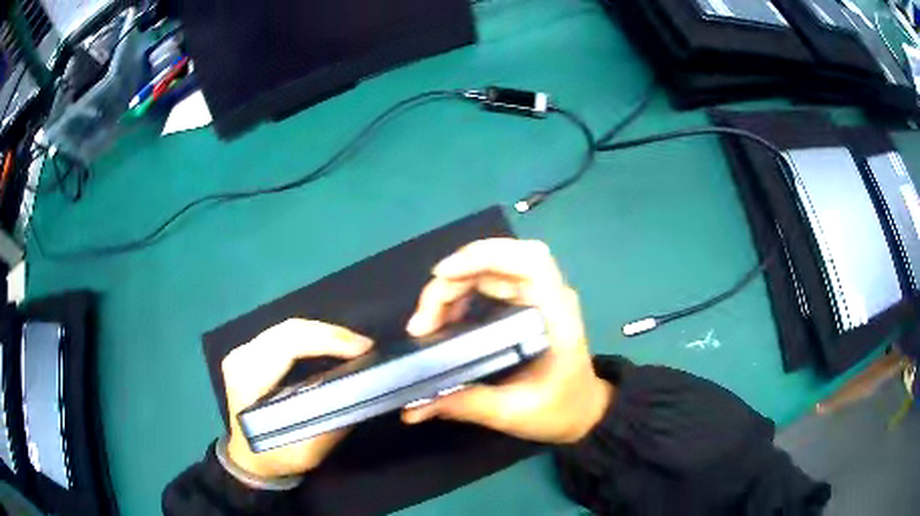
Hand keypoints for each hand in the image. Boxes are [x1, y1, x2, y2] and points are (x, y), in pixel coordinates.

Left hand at [222, 319, 372, 477]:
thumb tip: (358, 389)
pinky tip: (331, 346)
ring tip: (353, 345)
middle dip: (331, 333)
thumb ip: (330, 422)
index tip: (363, 347)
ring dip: (323, 333)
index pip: (288, 345)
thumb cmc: (276, 456)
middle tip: (364, 344)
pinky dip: (312, 337)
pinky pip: (285, 334)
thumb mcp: (306, 452)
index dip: (327, 340)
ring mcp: (243, 351)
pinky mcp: (249, 350)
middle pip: (289, 330)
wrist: (248, 457)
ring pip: (288, 328)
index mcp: (248, 381)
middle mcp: (242, 358)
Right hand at [402, 238, 613, 443]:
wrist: (583, 411)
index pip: (530, 261)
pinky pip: (491, 280)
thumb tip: (413, 407)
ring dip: (455, 284)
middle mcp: (549, 296)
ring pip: (492, 267)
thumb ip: (466, 405)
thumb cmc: (560, 410)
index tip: (443, 274)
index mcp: (557, 316)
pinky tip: (446, 315)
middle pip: (501, 259)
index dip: (486, 256)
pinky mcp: (526, 303)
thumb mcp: (514, 413)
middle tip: (423, 319)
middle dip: (455, 277)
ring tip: (428, 319)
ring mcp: (539, 296)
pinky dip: (463, 290)